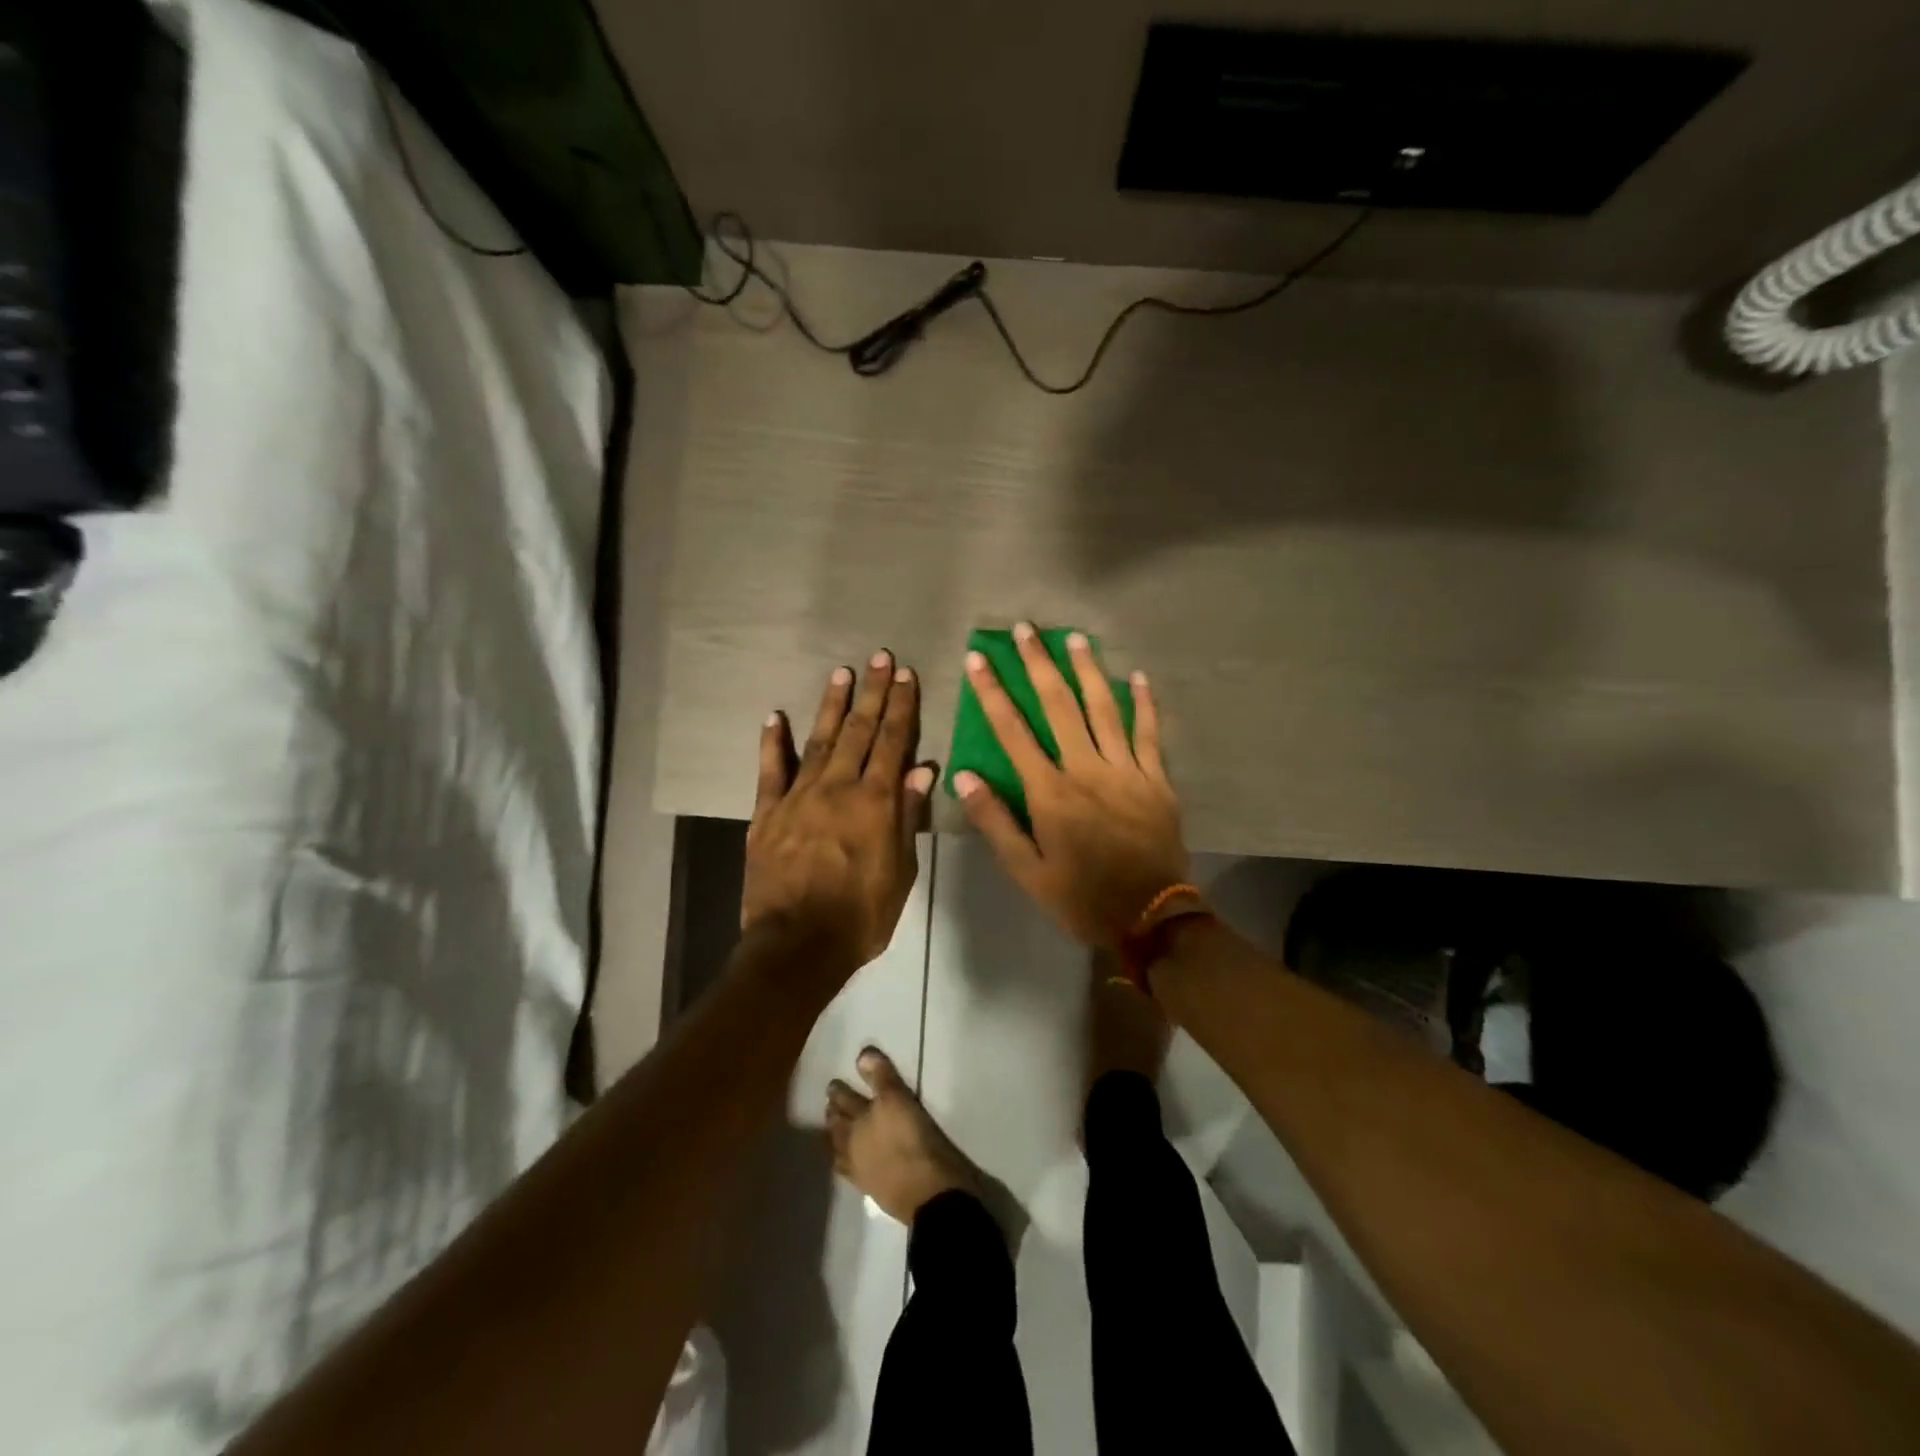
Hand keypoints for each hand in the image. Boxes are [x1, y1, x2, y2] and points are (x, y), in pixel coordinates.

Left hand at [743, 652, 936, 972]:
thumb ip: (908, 816)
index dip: (901, 708)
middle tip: (880, 658)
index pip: (893, 743)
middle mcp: (837, 788)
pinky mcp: (766, 814)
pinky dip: (772, 742)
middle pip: (859, 732)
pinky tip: (774, 716)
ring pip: (819, 740)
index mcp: (875, 803)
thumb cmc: (860, 916)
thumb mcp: (900, 872)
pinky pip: (769, 771)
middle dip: (873, 693)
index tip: (907, 676)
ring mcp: (797, 797)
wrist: (796, 946)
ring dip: (833, 706)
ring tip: (843, 673)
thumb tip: (923, 768)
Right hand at [954, 624, 1189, 947]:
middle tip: (1025, 629)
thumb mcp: (1027, 871)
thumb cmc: (1081, 896)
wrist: (1150, 917)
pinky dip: (1145, 704)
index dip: (993, 692)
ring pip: (1105, 709)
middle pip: (1059, 706)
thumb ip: (995, 822)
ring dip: (1088, 670)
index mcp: (1051, 792)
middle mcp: (1087, 770)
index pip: (1013, 731)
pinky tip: (1138, 676)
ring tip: (1074, 637)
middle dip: (1039, 664)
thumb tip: (965, 777)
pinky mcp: (1157, 780)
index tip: (978, 658)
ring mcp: (1127, 771)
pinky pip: (1150, 733)